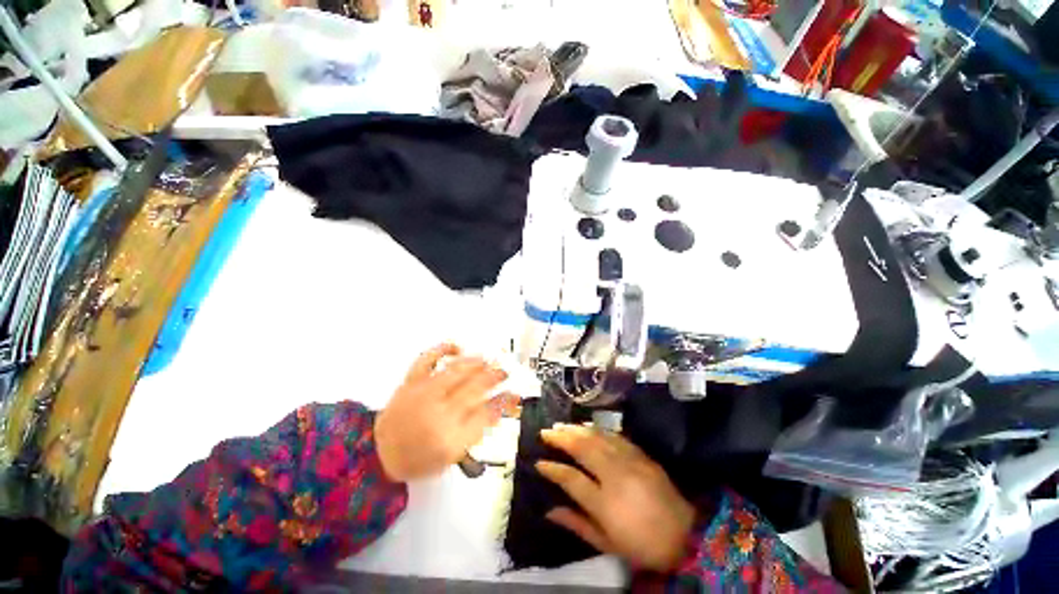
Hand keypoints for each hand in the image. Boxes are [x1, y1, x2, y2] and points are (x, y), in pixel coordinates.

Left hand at [375, 344, 509, 481]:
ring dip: (477, 363)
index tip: (515, 394)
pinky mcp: (411, 382)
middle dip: (495, 377)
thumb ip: (477, 430)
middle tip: (505, 371)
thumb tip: (499, 408)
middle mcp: (439, 412)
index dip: (504, 401)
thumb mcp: (453, 455)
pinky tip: (456, 346)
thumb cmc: (420, 458)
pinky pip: (427, 359)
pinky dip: (442, 349)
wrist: (379, 455)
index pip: (486, 413)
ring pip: (456, 371)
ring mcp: (424, 393)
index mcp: (452, 437)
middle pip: (475, 388)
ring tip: (489, 359)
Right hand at [537, 424, 695, 571]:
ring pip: (597, 437)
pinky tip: (588, 427)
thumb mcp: (607, 544)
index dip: (553, 469)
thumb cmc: (642, 544)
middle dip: (561, 437)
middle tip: (546, 431)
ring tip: (562, 425)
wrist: (685, 534)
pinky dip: (597, 429)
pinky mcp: (640, 454)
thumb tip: (550, 510)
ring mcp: (629, 461)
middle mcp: (615, 476)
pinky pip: (614, 436)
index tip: (539, 462)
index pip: (571, 479)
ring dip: (577, 429)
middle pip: (583, 448)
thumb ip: (577, 524)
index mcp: (605, 503)